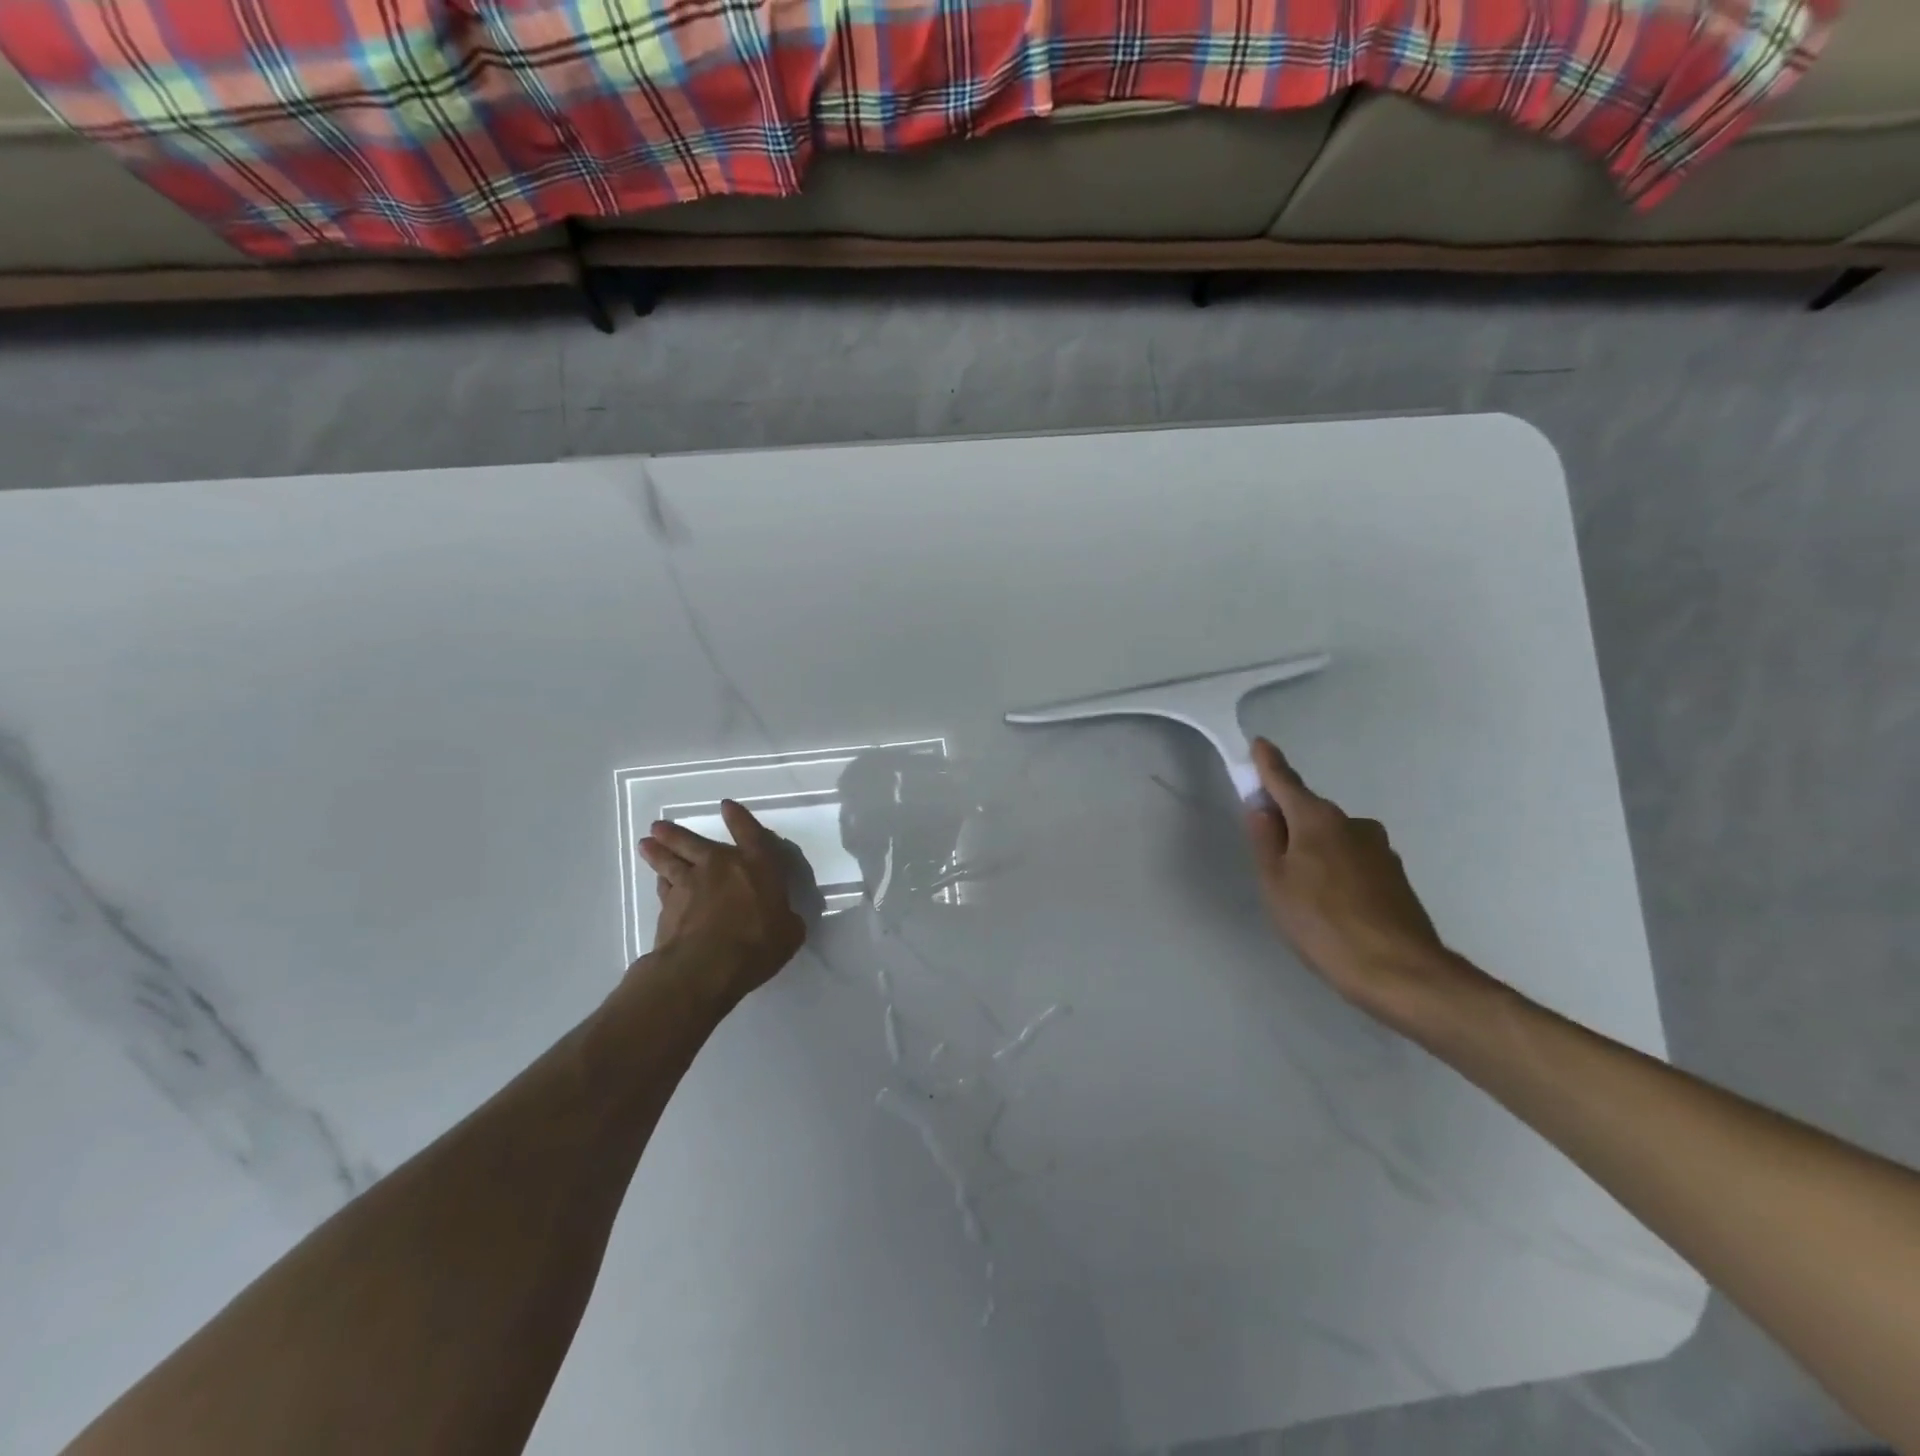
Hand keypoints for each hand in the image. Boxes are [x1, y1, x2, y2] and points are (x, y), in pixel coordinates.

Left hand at [637, 801, 806, 1005]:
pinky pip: (663, 888)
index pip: (749, 833)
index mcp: (757, 865)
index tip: (726, 806)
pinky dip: (660, 883)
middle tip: (659, 826)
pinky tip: (658, 882)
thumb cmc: (757, 944)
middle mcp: (720, 866)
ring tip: (646, 843)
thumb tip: (784, 919)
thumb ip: (786, 920)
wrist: (706, 966)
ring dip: (658, 852)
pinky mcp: (668, 907)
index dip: (739, 818)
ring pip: (669, 861)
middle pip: (693, 842)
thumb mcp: (789, 933)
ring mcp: (689, 884)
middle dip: (676, 833)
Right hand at [1244, 738, 1486, 1024]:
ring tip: (1304, 894)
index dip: (1269, 765)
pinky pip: (1354, 861)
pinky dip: (1337, 871)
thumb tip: (1262, 808)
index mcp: (1318, 820)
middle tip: (1270, 855)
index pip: (1286, 782)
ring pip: (1334, 840)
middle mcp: (1353, 824)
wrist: (1399, 972)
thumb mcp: (1275, 883)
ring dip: (1316, 851)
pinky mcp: (1396, 877)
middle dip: (1290, 822)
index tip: (1259, 745)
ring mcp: (1380, 850)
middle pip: (1311, 813)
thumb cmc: (1321, 924)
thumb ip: (1265, 840)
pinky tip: (1333, 907)